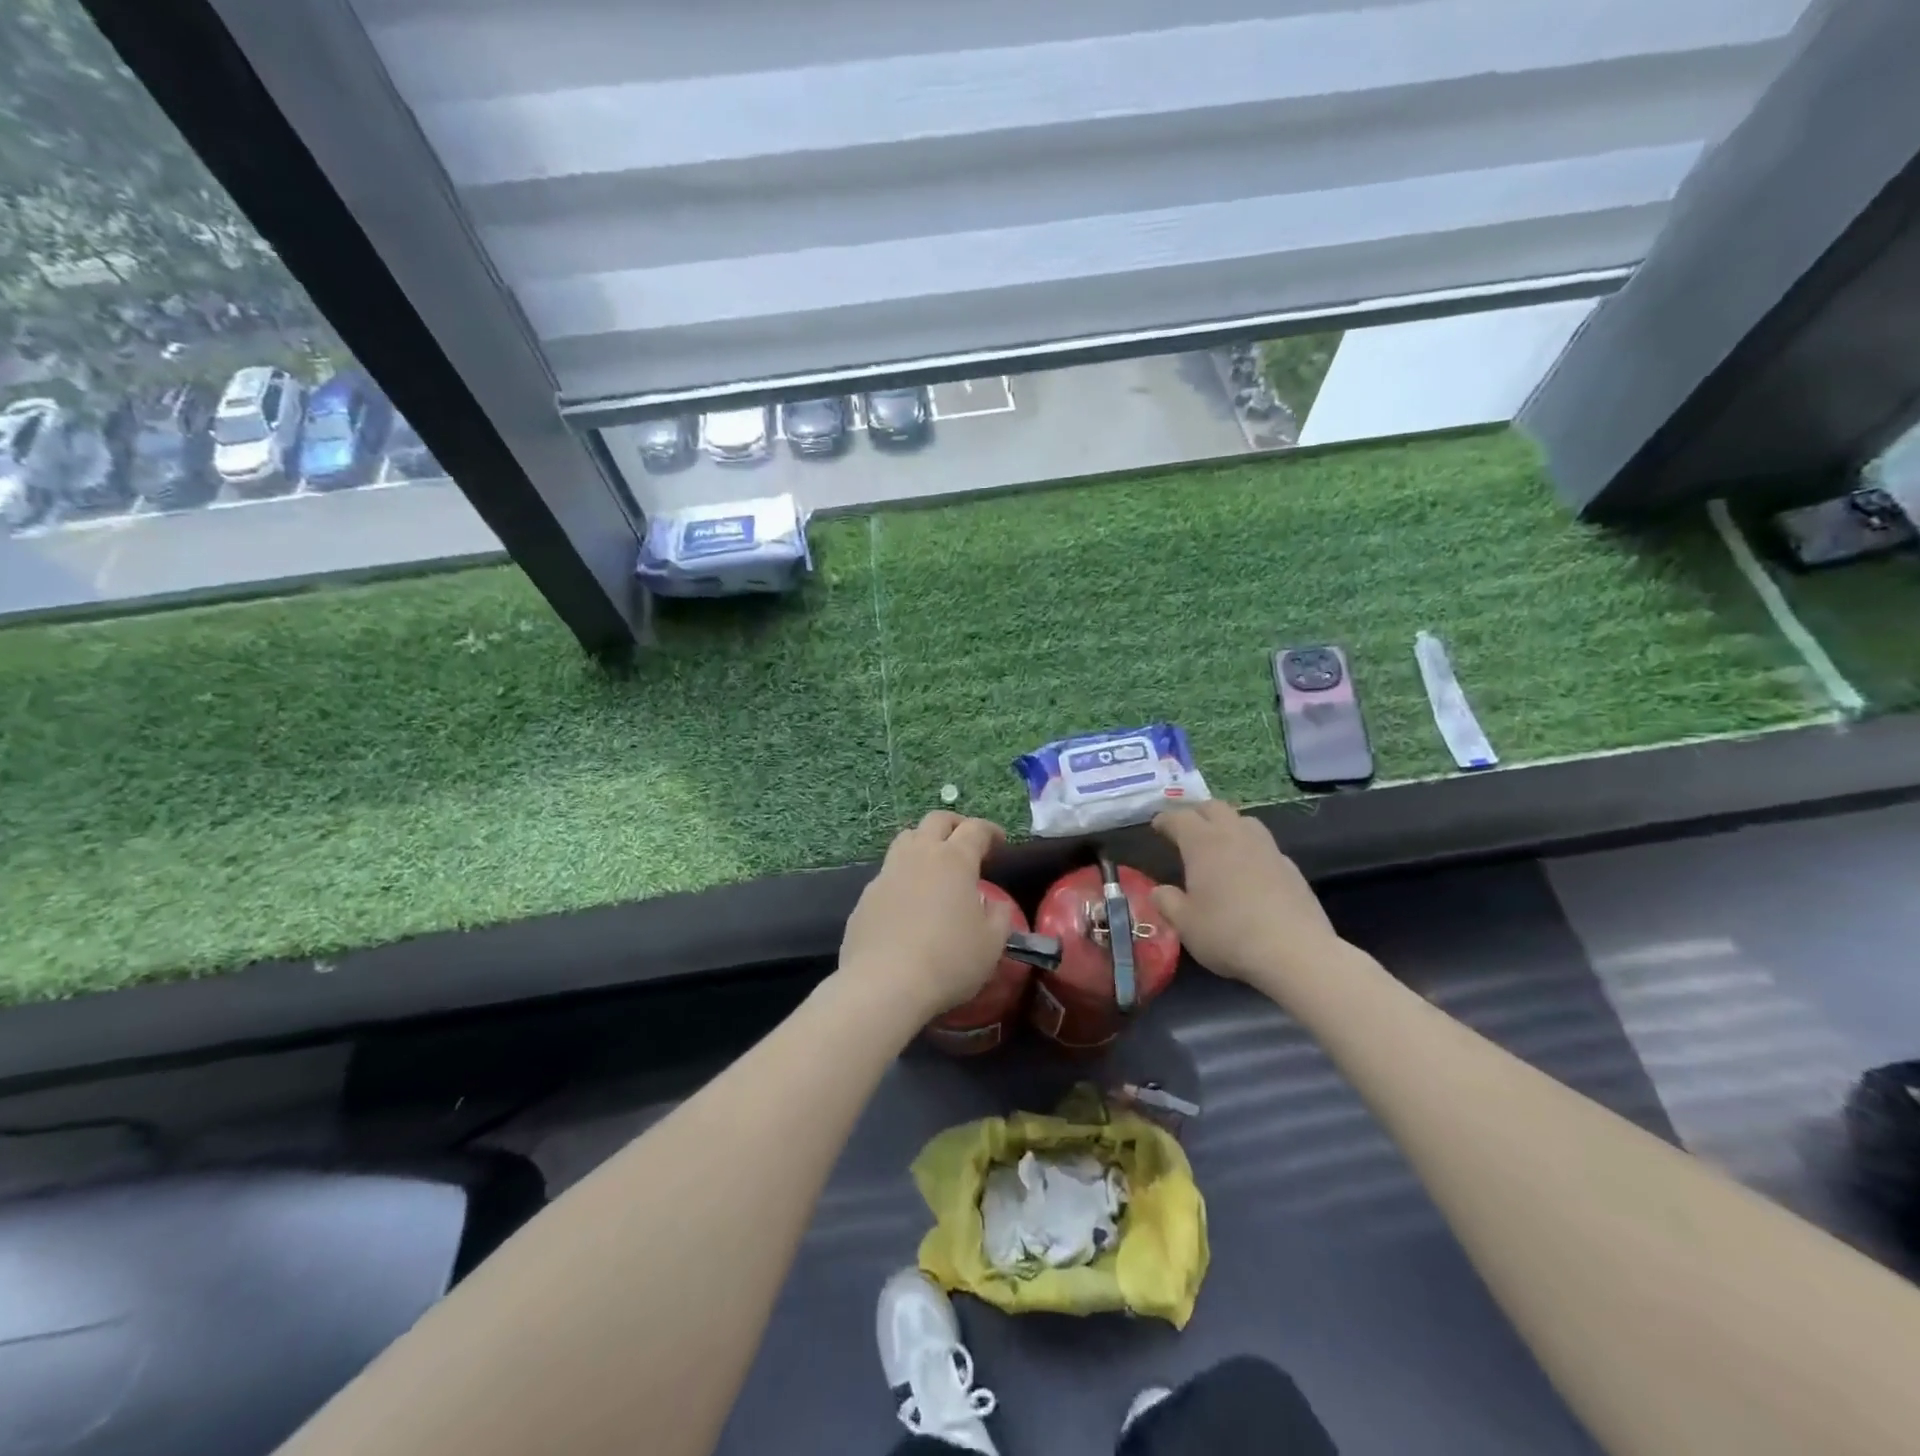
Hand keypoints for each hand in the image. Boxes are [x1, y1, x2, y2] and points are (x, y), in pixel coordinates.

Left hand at [838, 812, 1013, 1021]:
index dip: (990, 831)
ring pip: (906, 839)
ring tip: (934, 864)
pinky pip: (888, 874)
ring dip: (924, 842)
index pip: (975, 829)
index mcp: (954, 860)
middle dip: (955, 825)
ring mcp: (887, 874)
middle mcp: (918, 856)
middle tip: (966, 842)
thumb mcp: (992, 943)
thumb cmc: (948, 960)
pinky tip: (908, 902)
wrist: (884, 985)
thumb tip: (992, 903)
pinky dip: (903, 877)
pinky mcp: (866, 897)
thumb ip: (999, 915)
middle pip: (936, 821)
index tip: (1000, 842)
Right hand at [1150, 802, 1346, 989]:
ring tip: (1218, 843)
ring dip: (1227, 825)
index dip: (1165, 819)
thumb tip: (1159, 891)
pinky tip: (1249, 870)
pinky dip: (1250, 848)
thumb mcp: (1185, 924)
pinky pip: (1264, 845)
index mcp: (1203, 844)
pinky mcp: (1290, 867)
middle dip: (1197, 813)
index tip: (1157, 826)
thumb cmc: (1228, 934)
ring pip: (1244, 820)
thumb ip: (1167, 902)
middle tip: (1186, 829)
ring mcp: (1267, 849)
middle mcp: (1235, 836)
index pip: (1180, 818)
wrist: (1295, 952)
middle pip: (1214, 808)